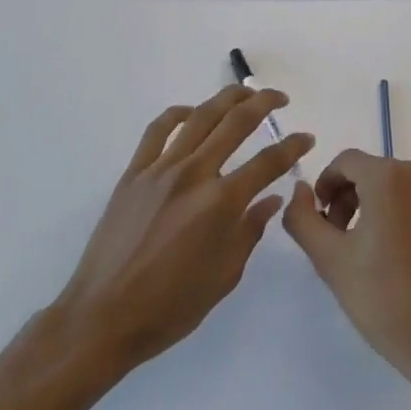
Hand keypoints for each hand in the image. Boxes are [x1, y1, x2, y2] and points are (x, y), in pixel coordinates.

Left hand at [54, 87, 313, 373]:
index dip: (292, 146)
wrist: (103, 317)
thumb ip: (250, 231)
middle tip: (280, 98)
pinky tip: (192, 113)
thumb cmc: (170, 307)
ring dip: (227, 97)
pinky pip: (158, 130)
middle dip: (264, 103)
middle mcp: (194, 174)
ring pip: (200, 116)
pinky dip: (178, 113)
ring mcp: (161, 169)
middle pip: (236, 122)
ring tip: (245, 93)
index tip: (306, 137)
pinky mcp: (134, 172)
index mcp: (221, 203)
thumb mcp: (224, 277)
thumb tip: (270, 199)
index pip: (267, 162)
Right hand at [283, 150, 410, 409]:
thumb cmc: (385, 301)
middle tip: (346, 240)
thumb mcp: (330, 260)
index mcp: (389, 177)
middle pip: (378, 173)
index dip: (328, 186)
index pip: (347, 162)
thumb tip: (301, 189)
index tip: (324, 220)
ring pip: (408, 188)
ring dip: (388, 207)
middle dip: (356, 198)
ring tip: (381, 252)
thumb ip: (303, 217)